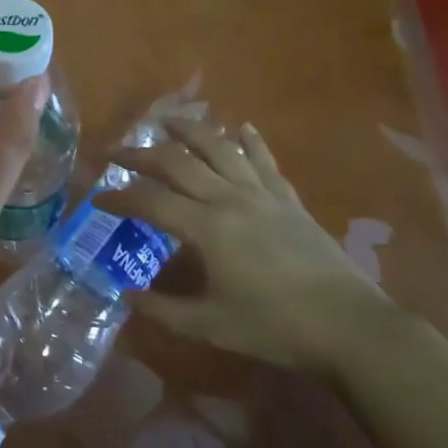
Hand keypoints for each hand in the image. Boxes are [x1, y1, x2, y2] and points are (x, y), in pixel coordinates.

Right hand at [94, 117, 384, 370]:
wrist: (350, 326)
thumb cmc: (276, 327)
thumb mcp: (212, 326)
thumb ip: (164, 309)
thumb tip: (128, 295)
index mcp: (207, 228)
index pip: (151, 202)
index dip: (120, 197)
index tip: (96, 197)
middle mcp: (229, 199)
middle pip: (178, 163)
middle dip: (141, 154)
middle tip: (116, 151)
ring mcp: (262, 194)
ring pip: (220, 148)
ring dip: (190, 130)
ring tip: (167, 120)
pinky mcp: (288, 200)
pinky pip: (264, 161)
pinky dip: (250, 141)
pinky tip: (241, 127)